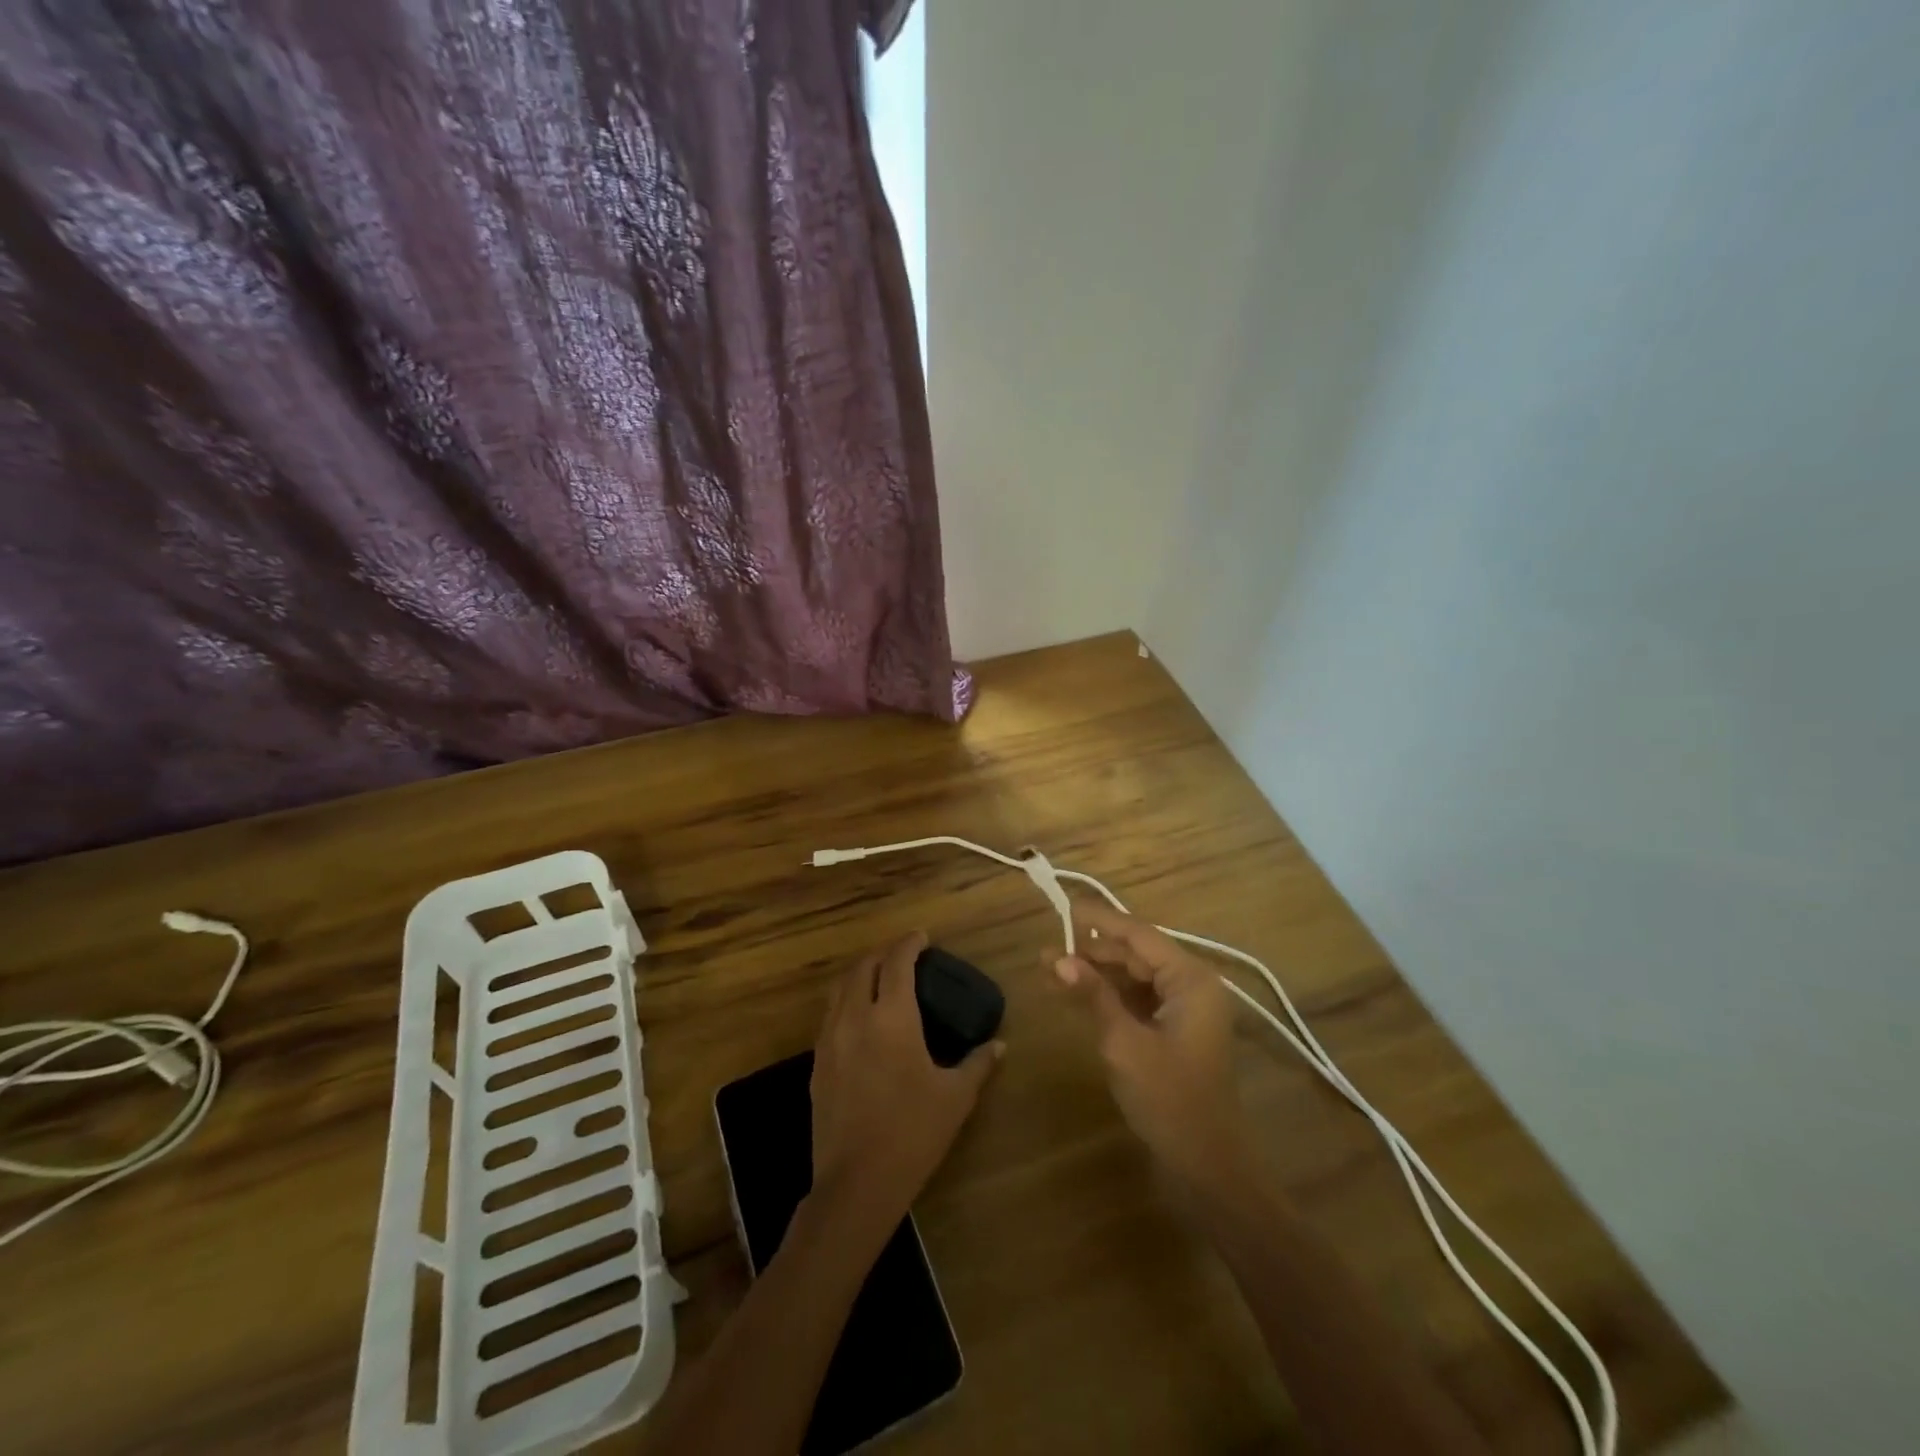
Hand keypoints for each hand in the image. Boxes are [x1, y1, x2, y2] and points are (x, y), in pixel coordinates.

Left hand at [810, 932, 1002, 1227]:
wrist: (856, 1183)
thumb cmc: (912, 1133)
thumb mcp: (955, 1098)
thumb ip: (978, 1064)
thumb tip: (999, 1045)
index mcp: (892, 1018)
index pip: (897, 963)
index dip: (909, 944)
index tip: (922, 937)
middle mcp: (856, 1017)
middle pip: (863, 967)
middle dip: (882, 954)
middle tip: (903, 955)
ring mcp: (830, 1040)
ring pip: (840, 988)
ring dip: (860, 974)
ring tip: (879, 978)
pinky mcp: (817, 1064)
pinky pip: (830, 1015)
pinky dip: (846, 1001)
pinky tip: (860, 1019)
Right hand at [1052, 900, 1250, 1193]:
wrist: (1208, 1166)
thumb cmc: (1170, 1099)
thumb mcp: (1124, 1042)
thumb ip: (1093, 994)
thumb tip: (1057, 957)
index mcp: (1191, 979)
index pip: (1139, 935)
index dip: (1099, 921)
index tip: (1064, 908)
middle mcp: (1192, 985)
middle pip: (1136, 954)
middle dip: (1092, 952)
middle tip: (1048, 951)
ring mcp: (1185, 1009)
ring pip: (1134, 977)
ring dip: (1096, 974)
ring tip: (1051, 970)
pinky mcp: (1175, 1030)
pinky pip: (1138, 999)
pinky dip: (1108, 996)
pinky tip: (1075, 994)